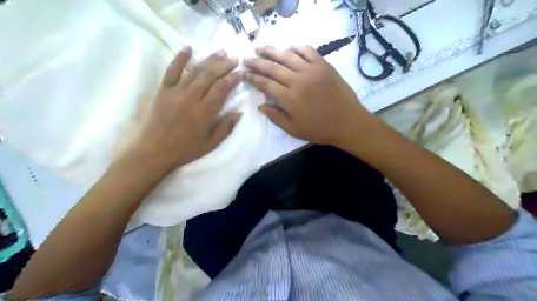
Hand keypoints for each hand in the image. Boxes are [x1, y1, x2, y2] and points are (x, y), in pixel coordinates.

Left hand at [130, 48, 240, 172]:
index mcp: (205, 112)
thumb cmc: (185, 149)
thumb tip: (238, 112)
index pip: (222, 88)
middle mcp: (192, 97)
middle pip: (210, 75)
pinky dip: (180, 58)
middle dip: (224, 65)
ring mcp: (176, 92)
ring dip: (209, 60)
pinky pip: (172, 71)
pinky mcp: (164, 90)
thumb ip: (225, 127)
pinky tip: (188, 48)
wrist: (154, 151)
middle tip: (234, 58)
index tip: (240, 73)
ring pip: (195, 71)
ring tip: (220, 52)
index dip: (232, 78)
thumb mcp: (210, 144)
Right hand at [244, 45, 374, 145]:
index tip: (244, 73)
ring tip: (260, 47)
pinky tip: (289, 48)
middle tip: (246, 58)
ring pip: (287, 56)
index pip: (266, 84)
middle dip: (257, 62)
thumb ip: (276, 117)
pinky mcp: (324, 65)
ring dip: (272, 50)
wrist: (348, 123)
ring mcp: (312, 70)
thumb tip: (260, 105)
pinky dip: (297, 48)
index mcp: (290, 98)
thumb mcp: (294, 130)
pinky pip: (308, 51)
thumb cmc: (320, 130)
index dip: (253, 78)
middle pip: (272, 67)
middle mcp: (298, 80)